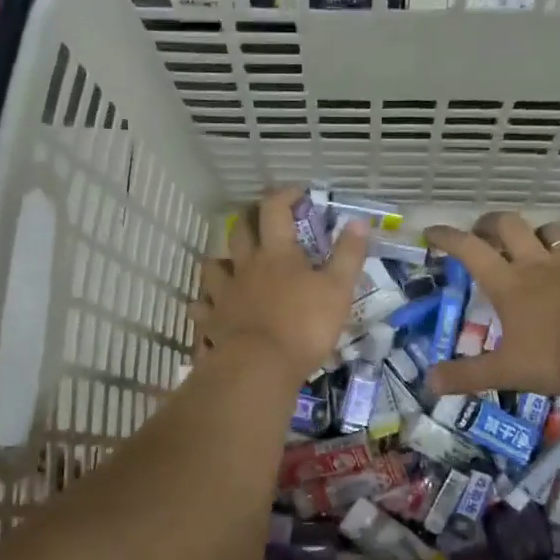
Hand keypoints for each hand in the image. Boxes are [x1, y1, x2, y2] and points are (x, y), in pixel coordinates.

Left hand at [189, 187, 368, 383]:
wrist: (260, 366)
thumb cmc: (305, 325)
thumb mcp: (338, 289)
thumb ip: (348, 255)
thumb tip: (358, 221)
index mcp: (277, 253)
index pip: (275, 210)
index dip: (284, 196)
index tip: (296, 193)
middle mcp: (245, 266)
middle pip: (239, 231)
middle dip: (249, 218)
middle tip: (260, 219)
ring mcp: (224, 294)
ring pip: (212, 266)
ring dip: (220, 261)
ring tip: (230, 265)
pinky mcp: (212, 322)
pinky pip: (201, 308)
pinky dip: (205, 305)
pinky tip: (212, 309)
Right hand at [425, 212, 559, 397]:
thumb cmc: (555, 357)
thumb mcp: (505, 371)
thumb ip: (466, 376)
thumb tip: (429, 383)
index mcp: (508, 284)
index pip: (469, 249)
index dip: (447, 237)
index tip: (431, 232)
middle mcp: (538, 265)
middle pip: (510, 225)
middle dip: (491, 223)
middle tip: (482, 233)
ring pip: (553, 231)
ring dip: (537, 232)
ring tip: (532, 243)